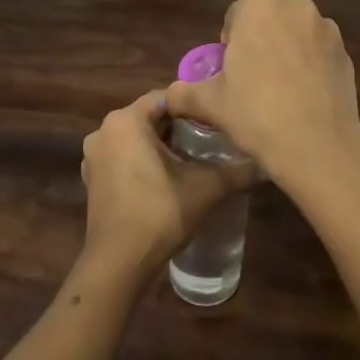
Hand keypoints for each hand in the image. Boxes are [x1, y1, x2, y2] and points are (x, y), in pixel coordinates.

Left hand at [80, 88, 255, 276]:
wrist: (120, 262)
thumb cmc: (159, 213)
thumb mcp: (205, 188)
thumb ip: (237, 171)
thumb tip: (266, 164)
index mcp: (125, 121)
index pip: (165, 97)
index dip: (193, 106)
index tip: (217, 119)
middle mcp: (104, 131)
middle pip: (149, 117)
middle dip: (179, 127)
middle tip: (211, 140)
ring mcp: (94, 157)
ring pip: (135, 139)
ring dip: (161, 145)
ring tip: (195, 160)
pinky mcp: (93, 179)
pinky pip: (123, 158)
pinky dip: (143, 162)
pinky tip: (168, 179)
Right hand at [164, 0, 359, 185]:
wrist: (317, 145)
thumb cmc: (256, 113)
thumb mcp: (210, 103)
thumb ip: (183, 93)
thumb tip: (168, 96)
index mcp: (258, 7)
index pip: (236, 15)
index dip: (230, 42)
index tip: (230, 70)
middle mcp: (295, 6)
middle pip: (269, 19)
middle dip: (260, 41)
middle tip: (252, 79)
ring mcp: (326, 28)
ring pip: (297, 34)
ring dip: (287, 51)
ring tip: (280, 89)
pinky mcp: (347, 52)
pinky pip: (319, 52)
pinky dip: (310, 66)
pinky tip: (303, 96)